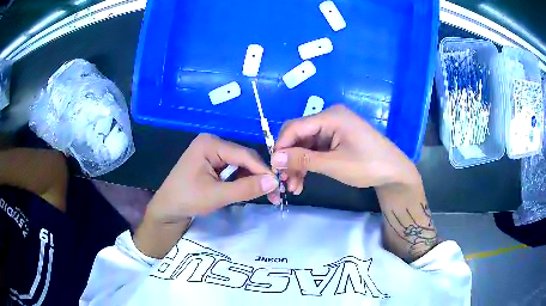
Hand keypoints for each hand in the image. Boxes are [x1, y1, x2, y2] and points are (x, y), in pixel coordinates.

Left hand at [147, 133, 278, 223]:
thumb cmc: (187, 199)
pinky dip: (243, 179)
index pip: (244, 154)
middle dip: (259, 175)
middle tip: (274, 193)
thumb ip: (246, 188)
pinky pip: (233, 168)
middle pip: (243, 157)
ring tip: (267, 193)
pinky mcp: (212, 161)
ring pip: (240, 163)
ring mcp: (212, 151)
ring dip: (253, 178)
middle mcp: (212, 142)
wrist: (167, 209)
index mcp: (210, 144)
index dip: (263, 170)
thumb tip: (274, 182)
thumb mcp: (217, 195)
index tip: (279, 186)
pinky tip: (251, 189)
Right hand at [272, 105, 436, 261]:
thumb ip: (303, 159)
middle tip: (284, 181)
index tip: (273, 167)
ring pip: (305, 145)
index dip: (281, 146)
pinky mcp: (336, 139)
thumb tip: (275, 158)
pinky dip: (309, 164)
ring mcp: (333, 129)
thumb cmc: (368, 165)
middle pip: (299, 136)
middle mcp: (330, 118)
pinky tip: (303, 181)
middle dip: (290, 158)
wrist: (394, 172)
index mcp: (331, 116)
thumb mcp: (334, 164)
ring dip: (298, 165)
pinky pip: (316, 149)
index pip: (295, 127)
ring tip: (294, 187)